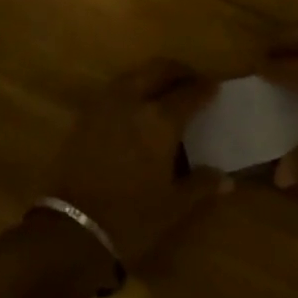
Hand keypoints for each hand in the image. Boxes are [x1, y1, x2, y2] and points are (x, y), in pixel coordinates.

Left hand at [46, 60, 230, 268]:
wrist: (71, 229)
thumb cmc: (131, 218)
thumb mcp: (172, 205)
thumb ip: (200, 185)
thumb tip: (227, 179)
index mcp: (160, 120)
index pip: (189, 92)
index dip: (205, 88)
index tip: (214, 87)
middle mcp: (133, 101)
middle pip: (159, 69)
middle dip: (178, 72)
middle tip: (191, 81)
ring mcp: (105, 105)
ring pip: (134, 75)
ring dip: (152, 76)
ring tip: (163, 92)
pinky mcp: (85, 115)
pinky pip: (114, 90)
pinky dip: (130, 89)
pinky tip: (135, 109)